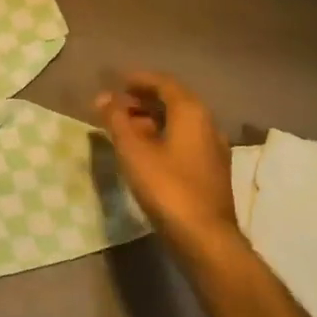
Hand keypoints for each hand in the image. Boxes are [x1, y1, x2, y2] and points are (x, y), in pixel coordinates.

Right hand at [96, 72, 241, 263]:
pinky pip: (184, 140)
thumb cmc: (167, 187)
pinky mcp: (211, 170)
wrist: (205, 237)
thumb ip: (117, 121)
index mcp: (191, 112)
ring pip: (180, 123)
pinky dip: (163, 136)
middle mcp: (208, 124)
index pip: (164, 83)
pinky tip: (145, 152)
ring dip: (152, 119)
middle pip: (174, 101)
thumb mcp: (133, 151)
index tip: (117, 82)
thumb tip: (103, 98)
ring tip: (125, 129)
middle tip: (116, 106)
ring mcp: (213, 148)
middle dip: (143, 100)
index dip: (139, 80)